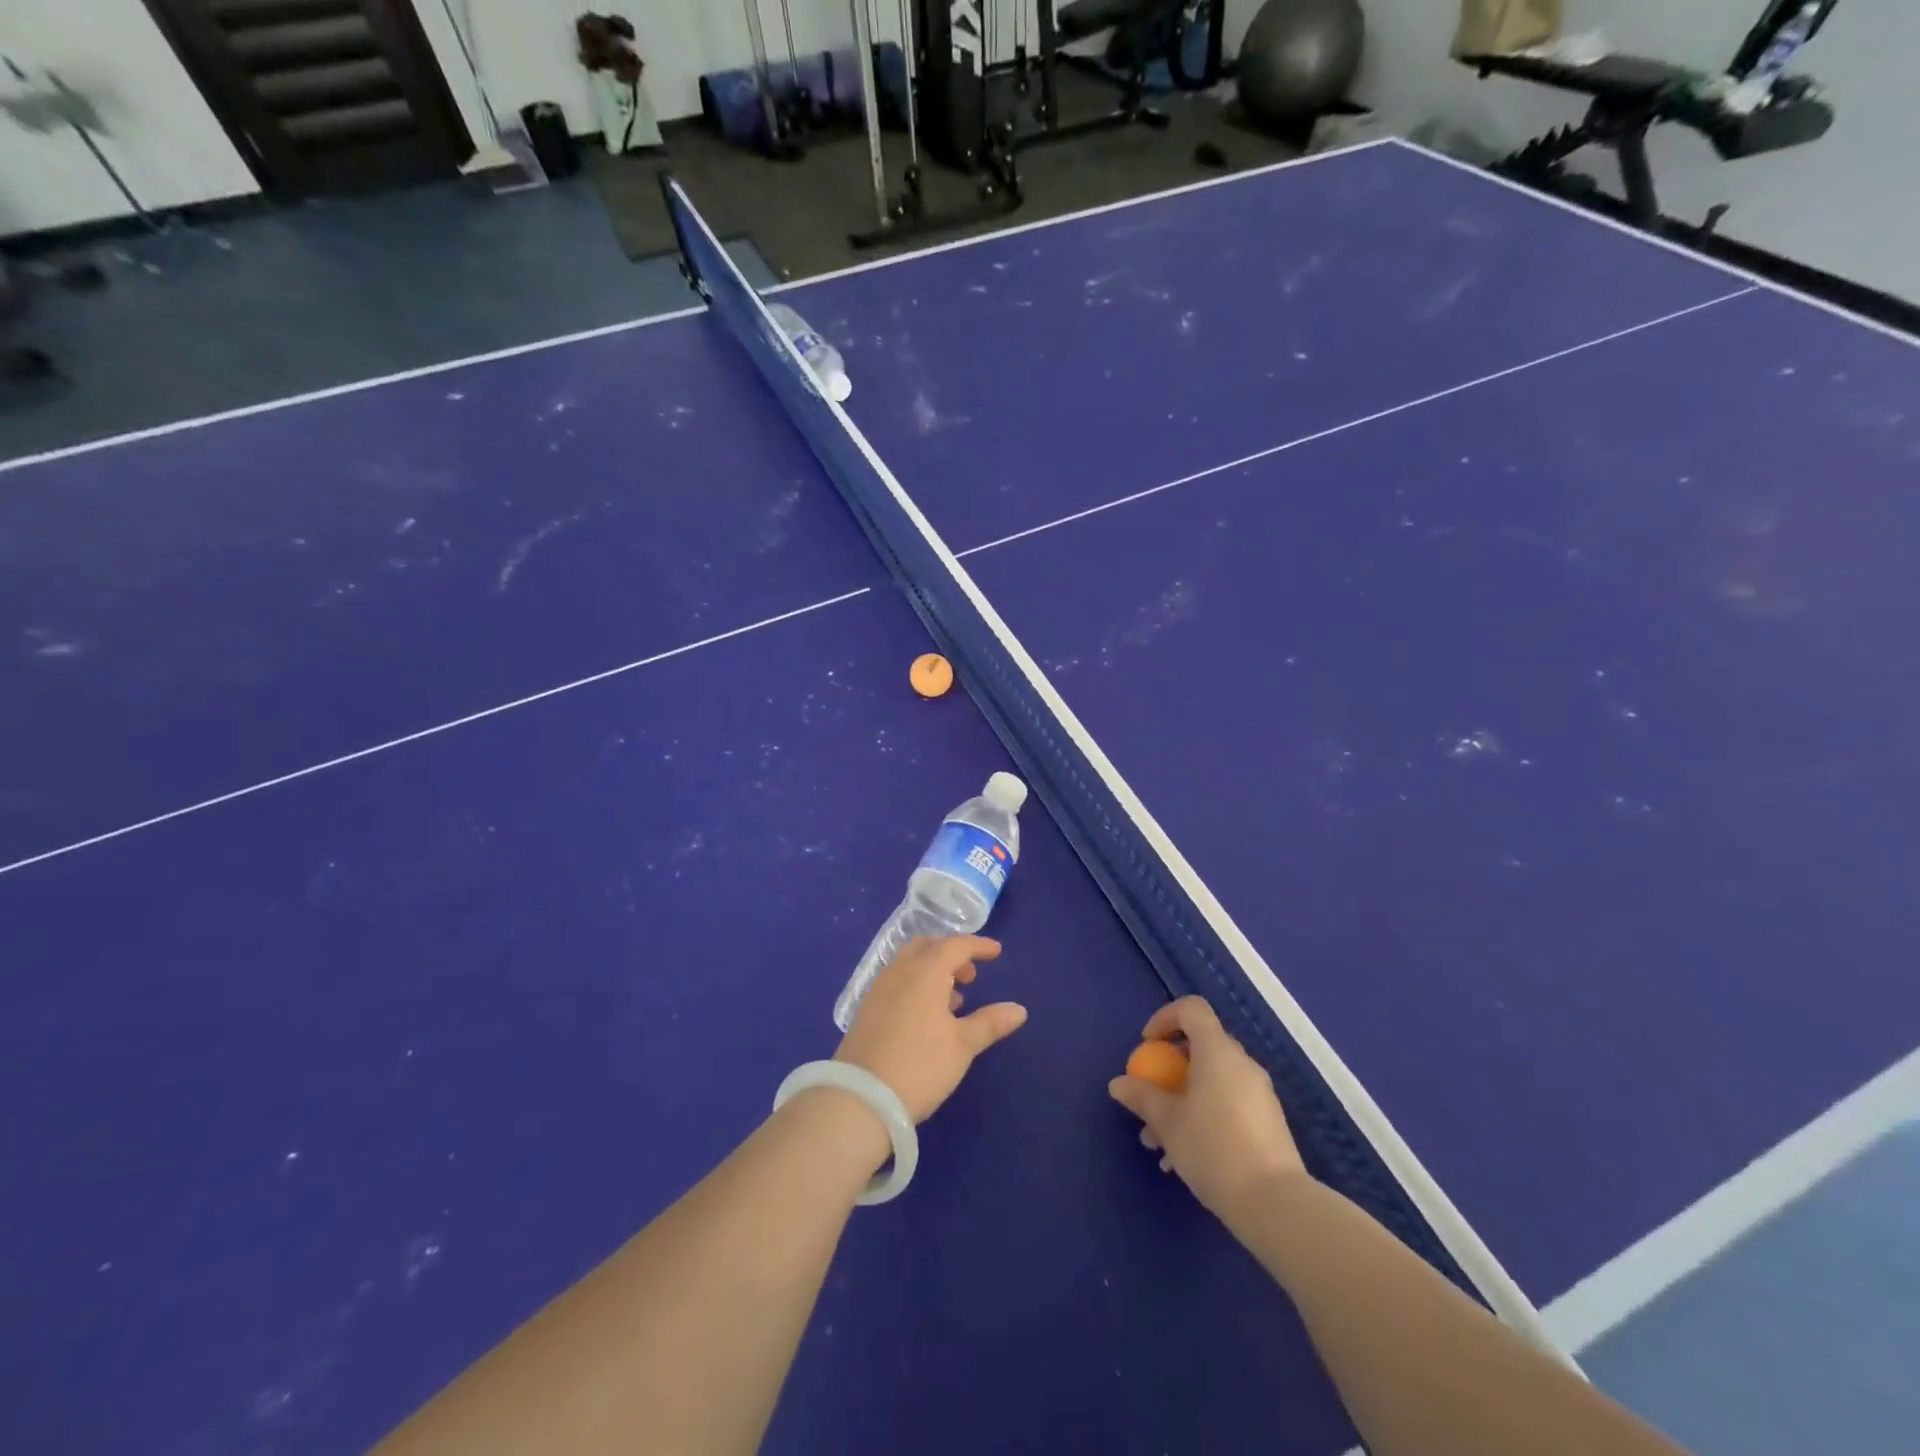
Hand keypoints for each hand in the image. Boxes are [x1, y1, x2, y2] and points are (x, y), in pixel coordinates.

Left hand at [835, 936, 1026, 1122]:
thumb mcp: (962, 1046)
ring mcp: (879, 988)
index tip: (996, 952)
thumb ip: (990, 1023)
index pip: (955, 945)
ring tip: (954, 998)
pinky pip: (897, 980)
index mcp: (926, 972)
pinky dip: (916, 983)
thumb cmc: (920, 1066)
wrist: (860, 1098)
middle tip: (971, 974)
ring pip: (910, 963)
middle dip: (952, 953)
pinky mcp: (867, 1008)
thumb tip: (1019, 1010)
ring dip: (933, 969)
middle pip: (928, 947)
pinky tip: (926, 1014)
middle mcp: (900, 971)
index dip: (978, 945)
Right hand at [1107, 996, 1307, 1227]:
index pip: (1192, 1010)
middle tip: (1149, 1099)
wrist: (1275, 1205)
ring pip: (1212, 1082)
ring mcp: (1259, 1094)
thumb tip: (1119, 1084)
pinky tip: (1183, 1159)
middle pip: (1200, 1048)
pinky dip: (1202, 1117)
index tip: (1148, 1045)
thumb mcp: (1167, 1122)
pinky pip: (1227, 1105)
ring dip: (1181, 1102)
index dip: (1165, 1018)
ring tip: (1158, 1143)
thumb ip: (1142, 1097)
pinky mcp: (1267, 1123)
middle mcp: (1242, 1065)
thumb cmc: (1213, 1149)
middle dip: (1169, 1071)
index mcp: (1218, 1052)